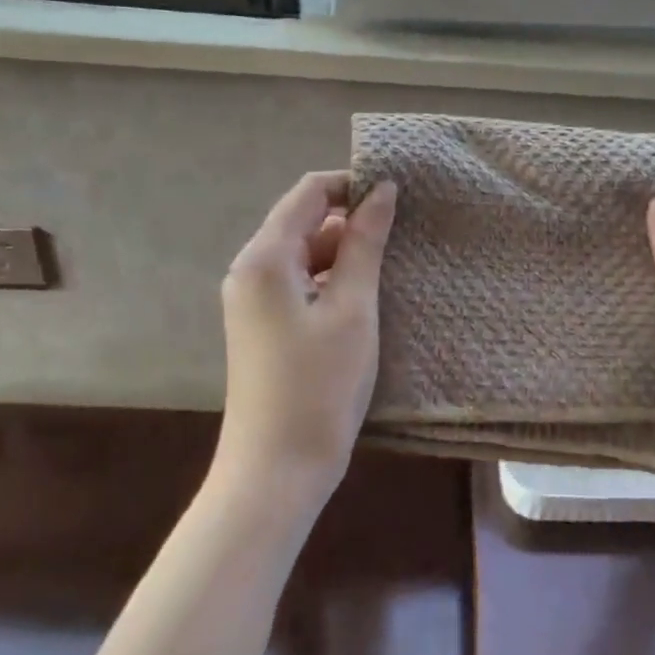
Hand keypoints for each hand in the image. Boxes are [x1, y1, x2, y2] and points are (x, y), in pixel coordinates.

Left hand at [217, 171, 397, 503]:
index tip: (398, 194)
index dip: (352, 185)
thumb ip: (365, 244)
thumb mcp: (352, 308)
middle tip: (405, 233)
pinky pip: (299, 284)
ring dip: (345, 254)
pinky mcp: (263, 326)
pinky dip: (331, 281)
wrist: (276, 469)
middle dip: (352, 221)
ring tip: (393, 264)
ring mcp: (252, 301)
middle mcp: (250, 270)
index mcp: (264, 258)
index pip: (309, 193)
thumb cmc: (319, 385)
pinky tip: (366, 297)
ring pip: (303, 256)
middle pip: (303, 222)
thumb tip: (382, 190)